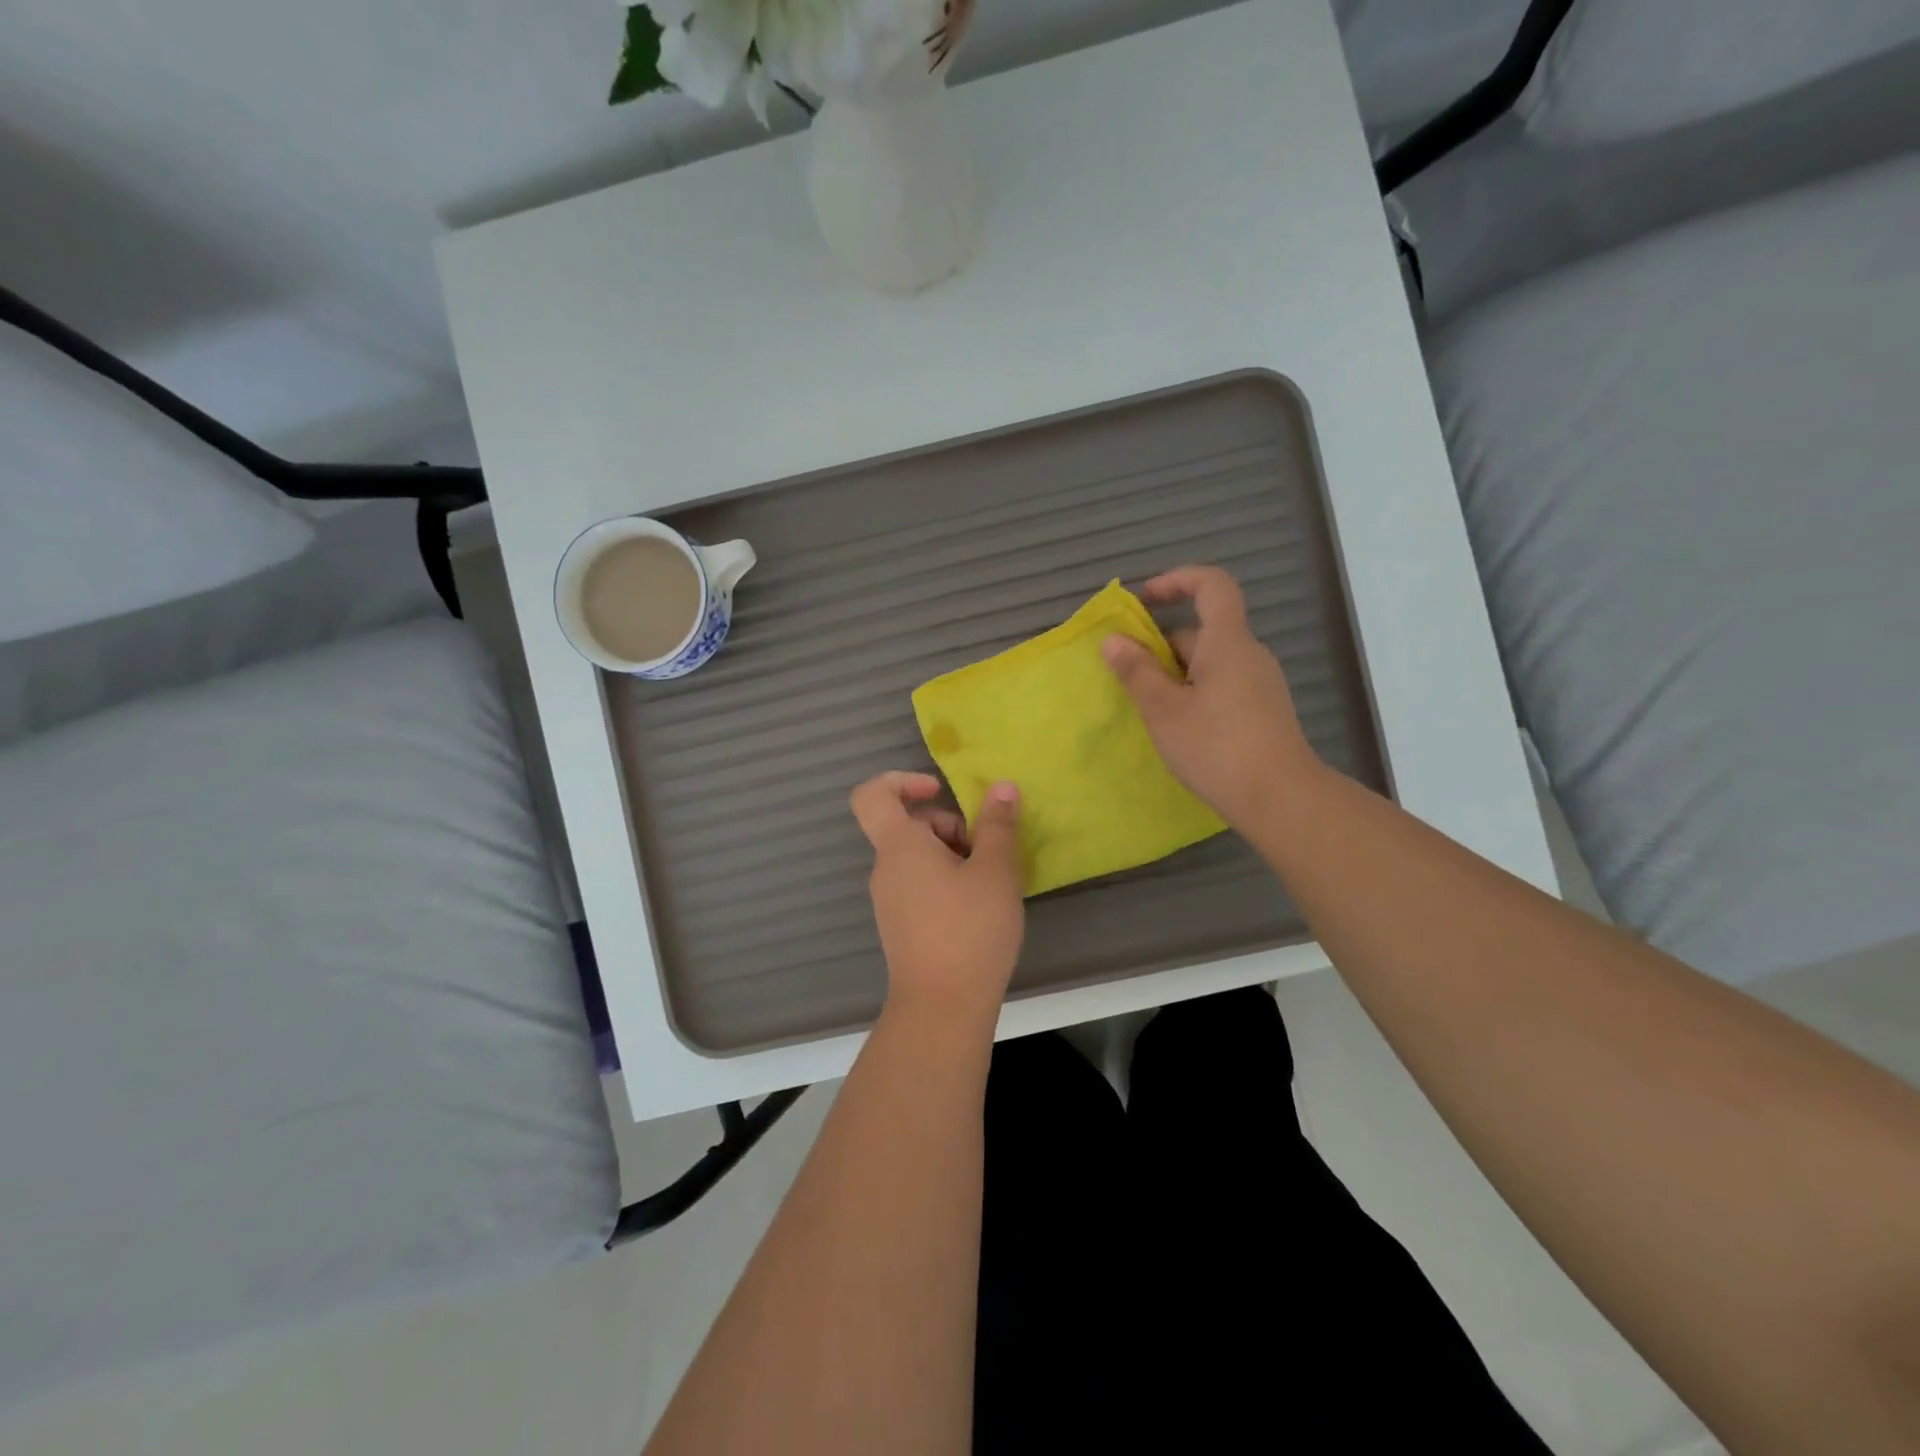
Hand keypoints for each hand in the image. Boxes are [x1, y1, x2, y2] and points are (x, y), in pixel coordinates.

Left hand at [850, 771, 1024, 1019]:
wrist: (942, 1009)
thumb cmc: (970, 931)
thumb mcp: (995, 872)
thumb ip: (998, 825)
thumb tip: (1002, 787)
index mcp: (899, 846)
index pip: (873, 794)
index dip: (901, 780)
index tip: (939, 791)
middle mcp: (885, 868)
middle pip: (907, 826)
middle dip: (949, 827)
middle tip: (986, 853)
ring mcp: (889, 900)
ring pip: (917, 858)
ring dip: (953, 857)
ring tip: (989, 884)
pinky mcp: (900, 925)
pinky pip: (919, 885)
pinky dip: (946, 882)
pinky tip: (978, 908)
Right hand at [1101, 565, 1320, 830]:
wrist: (1280, 798)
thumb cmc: (1217, 747)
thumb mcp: (1164, 710)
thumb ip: (1137, 672)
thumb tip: (1113, 641)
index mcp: (1228, 642)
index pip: (1212, 584)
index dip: (1178, 580)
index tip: (1145, 599)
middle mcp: (1249, 654)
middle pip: (1204, 630)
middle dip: (1163, 645)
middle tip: (1132, 678)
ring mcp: (1260, 683)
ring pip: (1211, 662)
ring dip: (1177, 674)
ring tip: (1151, 710)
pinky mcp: (1263, 710)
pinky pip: (1223, 684)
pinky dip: (1195, 692)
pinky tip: (1180, 728)